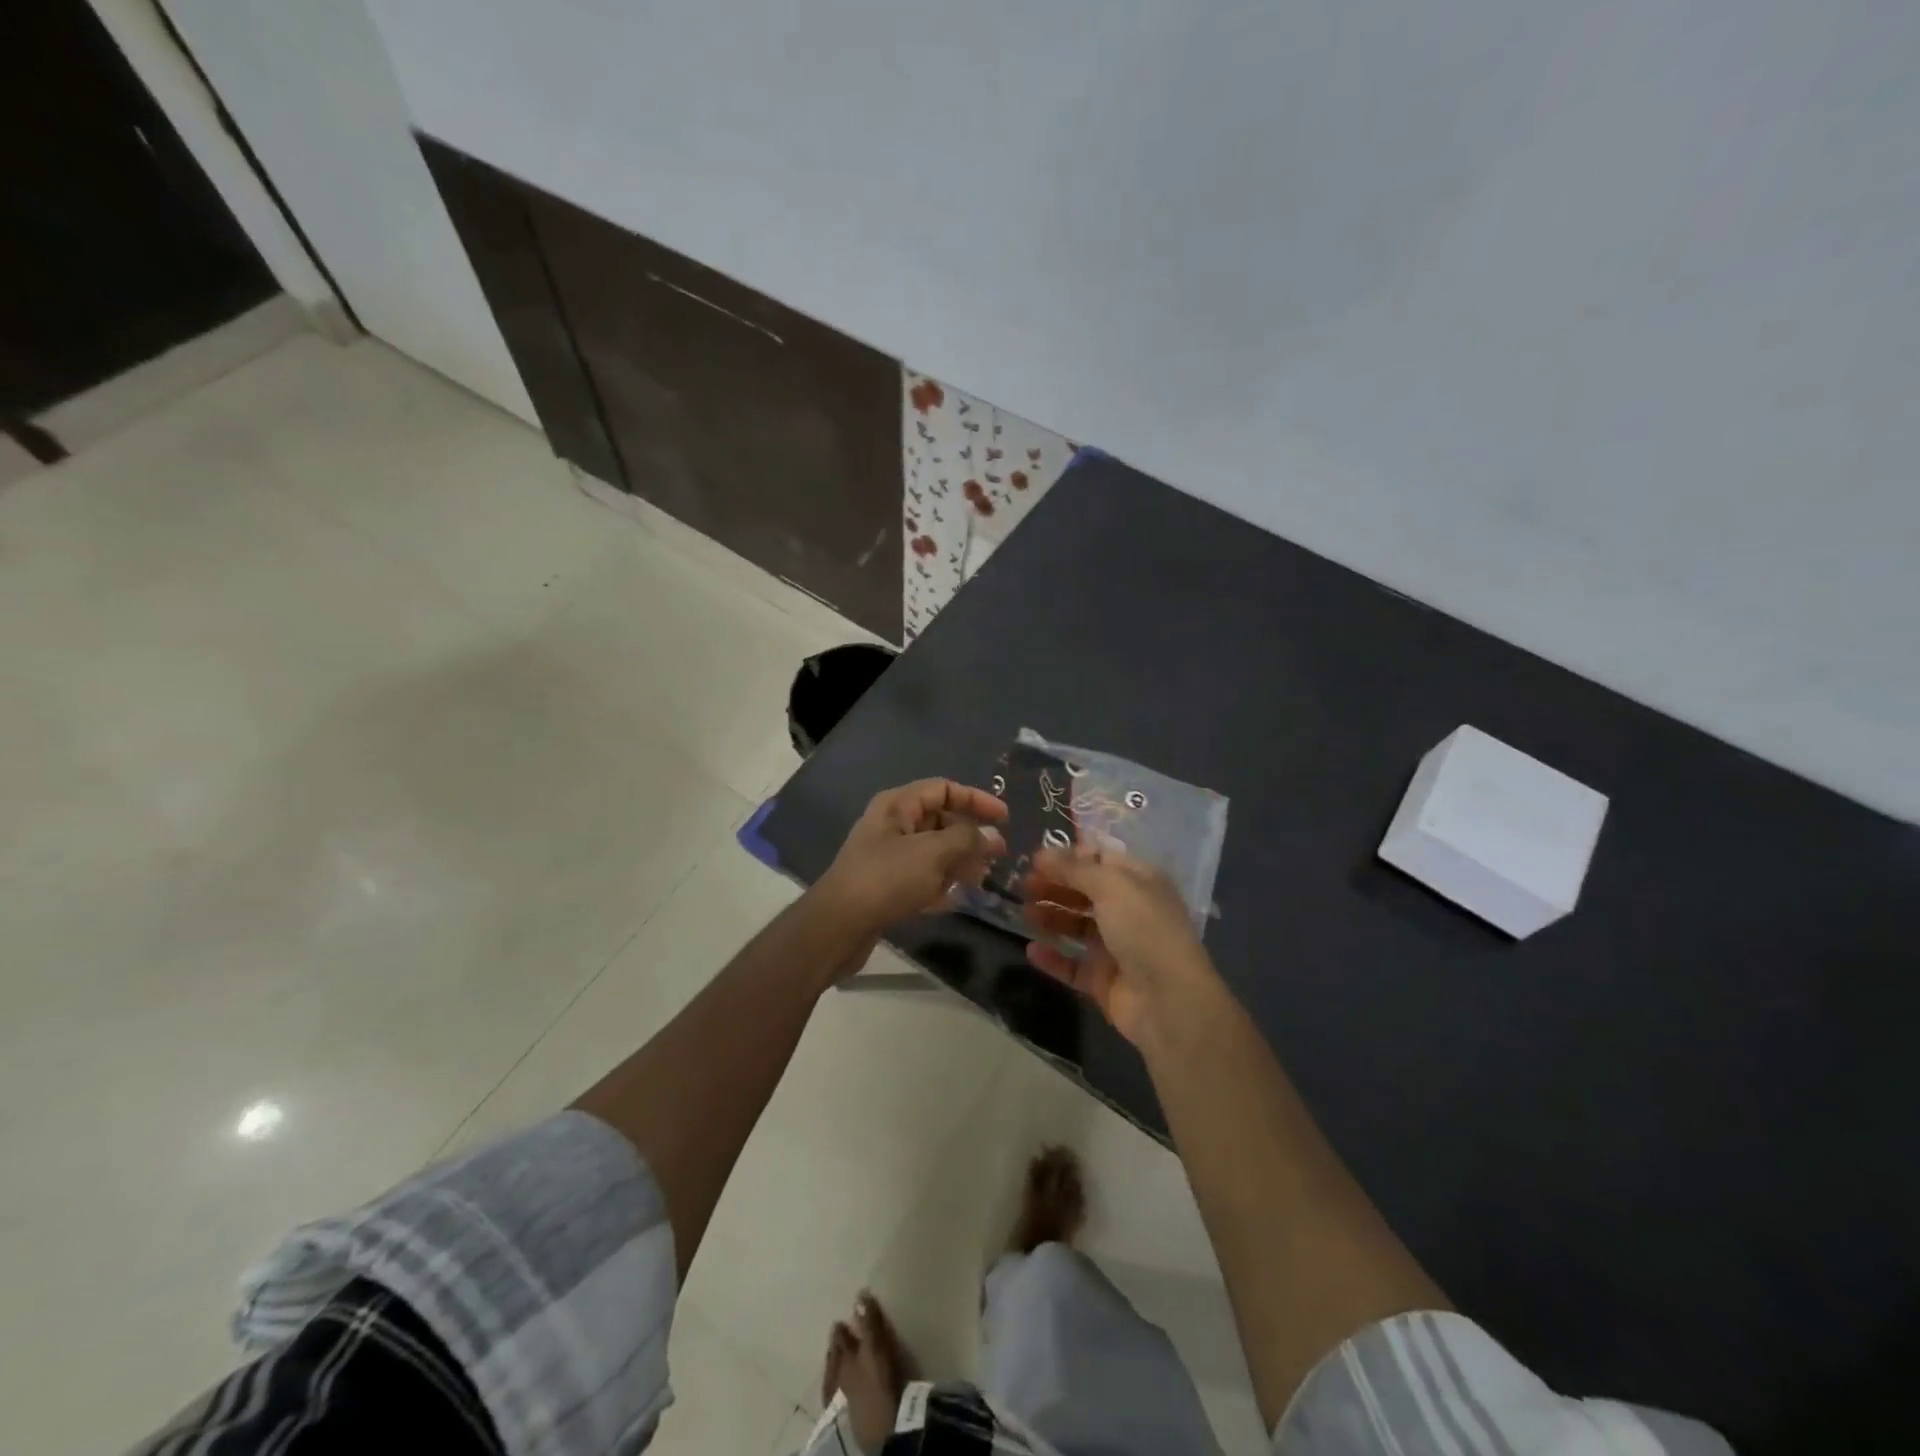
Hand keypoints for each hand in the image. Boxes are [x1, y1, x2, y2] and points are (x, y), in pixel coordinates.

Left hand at [816, 778, 1007, 931]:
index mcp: (897, 805)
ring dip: (958, 862)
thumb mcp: (933, 853)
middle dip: (969, 836)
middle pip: (939, 820)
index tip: (1004, 818)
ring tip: (981, 879)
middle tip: (998, 855)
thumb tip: (993, 836)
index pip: (943, 789)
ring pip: (933, 851)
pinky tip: (956, 900)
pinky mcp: (885, 886)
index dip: (976, 799)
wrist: (838, 926)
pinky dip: (940, 884)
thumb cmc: (887, 878)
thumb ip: (967, 840)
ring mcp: (887, 856)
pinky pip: (921, 877)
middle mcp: (891, 825)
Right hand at [1023, 843, 1219, 1048]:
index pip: (1101, 859)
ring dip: (1051, 916)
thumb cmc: (1144, 929)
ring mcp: (1116, 947)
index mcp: (1139, 882)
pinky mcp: (1103, 979)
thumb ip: (1074, 868)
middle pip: (1085, 892)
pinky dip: (1052, 957)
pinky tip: (1031, 949)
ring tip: (1025, 912)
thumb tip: (1043, 854)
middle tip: (1023, 884)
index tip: (1037, 858)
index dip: (1070, 856)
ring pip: (1076, 926)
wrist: (1168, 1001)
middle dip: (1055, 884)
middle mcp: (1128, 910)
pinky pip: (1071, 964)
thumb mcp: (1112, 886)